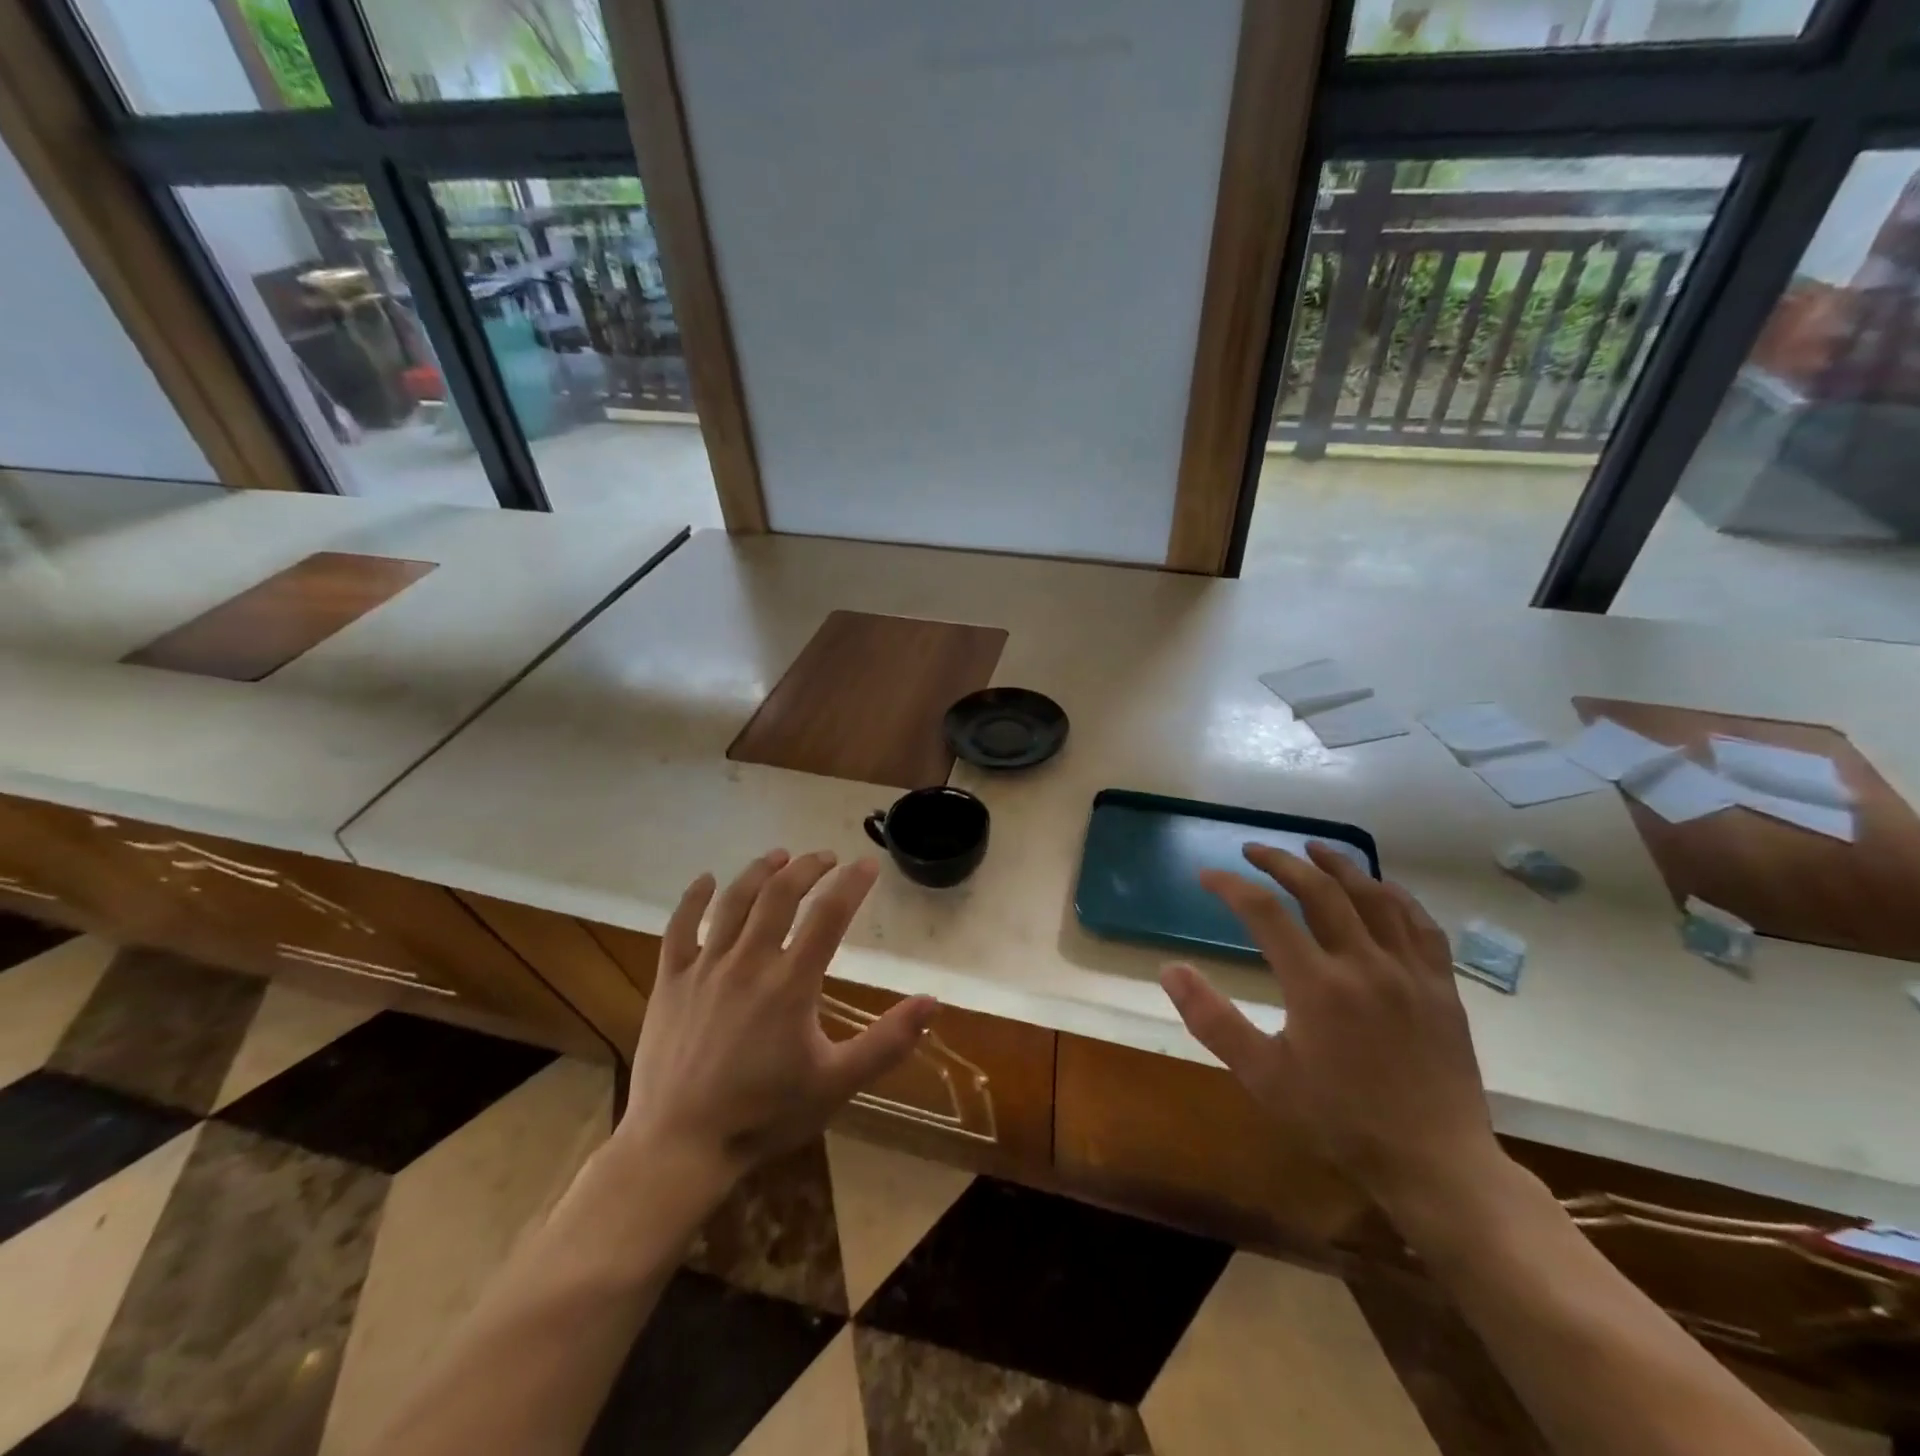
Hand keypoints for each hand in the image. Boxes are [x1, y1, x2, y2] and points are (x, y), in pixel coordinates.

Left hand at [618, 849, 938, 1181]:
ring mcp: (705, 968)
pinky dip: (693, 898)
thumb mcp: (837, 1083)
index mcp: (791, 983)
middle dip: (807, 867)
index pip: (829, 915)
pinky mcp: (671, 981)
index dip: (851, 884)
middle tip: (825, 857)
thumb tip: (932, 1002)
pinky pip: (679, 928)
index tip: (867, 864)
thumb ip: (886, 1041)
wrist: (679, 1147)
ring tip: (779, 857)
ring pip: (734, 901)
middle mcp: (748, 962)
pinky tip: (706, 880)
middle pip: (780, 894)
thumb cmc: (764, 1115)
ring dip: (760, 872)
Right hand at [1160, 842, 1502, 1218]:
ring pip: (1374, 896)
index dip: (1231, 886)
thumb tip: (1170, 969)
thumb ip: (1212, 1019)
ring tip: (1313, 847)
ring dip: (1339, 865)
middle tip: (1253, 850)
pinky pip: (1420, 924)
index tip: (1208, 875)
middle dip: (1281, 862)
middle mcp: (1364, 964)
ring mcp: (1409, 972)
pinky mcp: (1442, 986)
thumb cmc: (1339, 1121)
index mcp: (1317, 984)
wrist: (1434, 1164)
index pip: (1264, 913)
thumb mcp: (1263, 1076)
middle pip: (1320, 890)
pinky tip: (1379, 886)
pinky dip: (1395, 895)